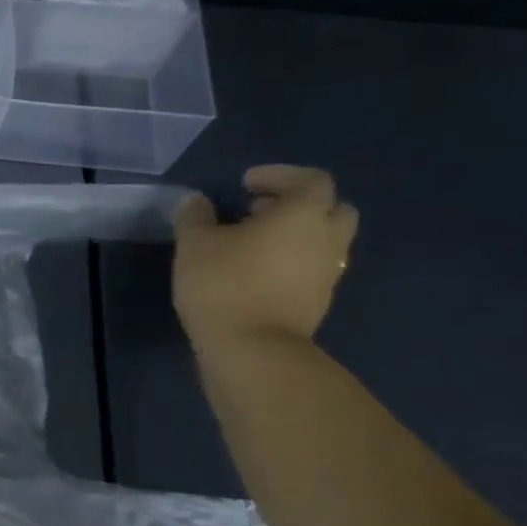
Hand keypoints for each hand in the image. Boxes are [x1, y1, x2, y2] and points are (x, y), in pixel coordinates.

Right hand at [172, 165, 357, 349]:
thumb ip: (195, 217)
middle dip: (299, 204)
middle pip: (332, 209)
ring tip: (252, 243)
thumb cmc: (224, 284)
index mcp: (303, 216)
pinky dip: (291, 262)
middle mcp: (326, 240)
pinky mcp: (317, 302)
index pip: (311, 180)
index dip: (280, 175)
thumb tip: (197, 202)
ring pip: (324, 242)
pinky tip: (255, 272)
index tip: (246, 184)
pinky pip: (312, 269)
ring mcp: (327, 274)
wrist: (252, 349)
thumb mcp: (194, 244)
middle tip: (259, 210)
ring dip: (296, 235)